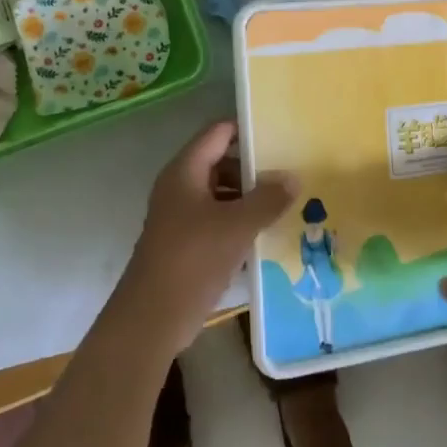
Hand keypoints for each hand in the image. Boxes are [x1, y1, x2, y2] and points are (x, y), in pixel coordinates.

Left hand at [116, 121, 295, 357]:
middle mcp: (181, 186)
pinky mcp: (187, 242)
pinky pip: (218, 220)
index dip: (247, 129)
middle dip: (254, 168)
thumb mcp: (237, 226)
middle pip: (221, 162)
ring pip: (221, 194)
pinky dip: (240, 222)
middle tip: (291, 171)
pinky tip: (268, 232)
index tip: (281, 133)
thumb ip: (268, 199)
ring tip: (287, 202)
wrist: (152, 317)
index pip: (218, 132)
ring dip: (250, 198)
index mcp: (186, 171)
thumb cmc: (192, 259)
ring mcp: (182, 215)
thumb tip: (294, 177)